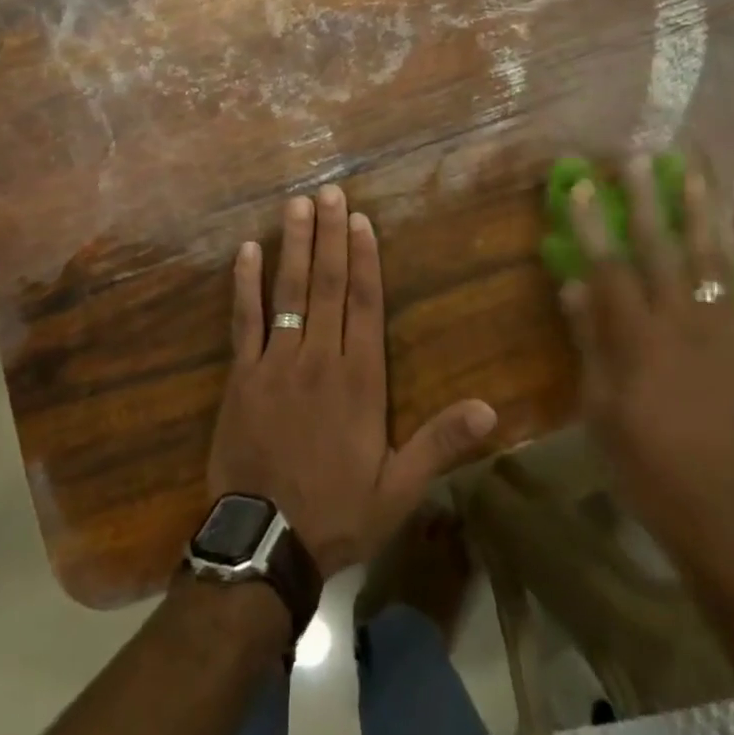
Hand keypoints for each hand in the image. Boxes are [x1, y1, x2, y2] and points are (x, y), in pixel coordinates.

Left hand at [206, 185, 497, 577]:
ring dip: (294, 245)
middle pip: (328, 284)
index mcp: (359, 380)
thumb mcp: (400, 488)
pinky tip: (247, 251)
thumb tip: (491, 411)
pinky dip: (245, 284)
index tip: (361, 219)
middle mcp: (319, 358)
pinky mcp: (242, 375)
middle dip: (330, 235)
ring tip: (297, 205)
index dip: (365, 258)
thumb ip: (440, 443)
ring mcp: (276, 362)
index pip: (365, 304)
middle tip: (329, 192)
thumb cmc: (338, 512)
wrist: (264, 542)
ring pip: (288, 291)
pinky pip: (244, 320)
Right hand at [559, 153, 733, 558]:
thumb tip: (572, 283)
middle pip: (662, 251)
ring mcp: (719, 331)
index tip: (579, 184)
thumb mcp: (599, 406)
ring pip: (711, 258)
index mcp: (638, 342)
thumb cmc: (643, 462)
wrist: (720, 510)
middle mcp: (682, 325)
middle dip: (646, 201)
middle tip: (638, 158)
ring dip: (701, 210)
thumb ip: (589, 339)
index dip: (591, 224)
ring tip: (693, 169)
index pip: (609, 269)